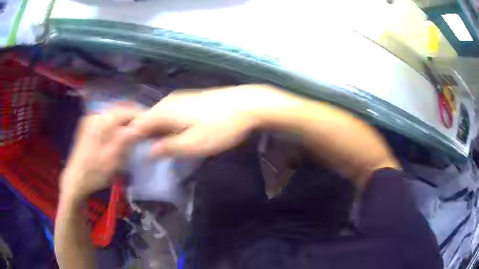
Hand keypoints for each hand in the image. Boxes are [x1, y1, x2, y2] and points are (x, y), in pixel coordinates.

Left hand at [60, 104, 140, 200]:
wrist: (75, 180)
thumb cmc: (94, 172)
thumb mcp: (112, 157)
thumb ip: (126, 138)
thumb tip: (142, 125)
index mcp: (100, 121)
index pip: (125, 111)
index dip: (140, 116)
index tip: (152, 125)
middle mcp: (95, 116)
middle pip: (119, 111)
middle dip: (133, 119)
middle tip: (145, 130)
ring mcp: (91, 120)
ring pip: (114, 116)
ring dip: (125, 122)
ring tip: (136, 133)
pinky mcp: (89, 127)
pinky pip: (107, 121)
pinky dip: (117, 126)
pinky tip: (121, 135)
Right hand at [129, 85, 296, 156]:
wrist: (247, 104)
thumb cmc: (219, 127)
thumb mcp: (192, 144)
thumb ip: (167, 148)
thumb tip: (148, 151)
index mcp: (163, 111)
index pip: (138, 124)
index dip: (134, 138)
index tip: (135, 153)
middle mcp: (168, 101)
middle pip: (149, 119)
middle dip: (146, 136)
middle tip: (151, 153)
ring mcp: (180, 98)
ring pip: (161, 116)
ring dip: (159, 131)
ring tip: (164, 147)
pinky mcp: (191, 99)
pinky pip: (172, 112)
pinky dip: (169, 124)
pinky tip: (177, 133)